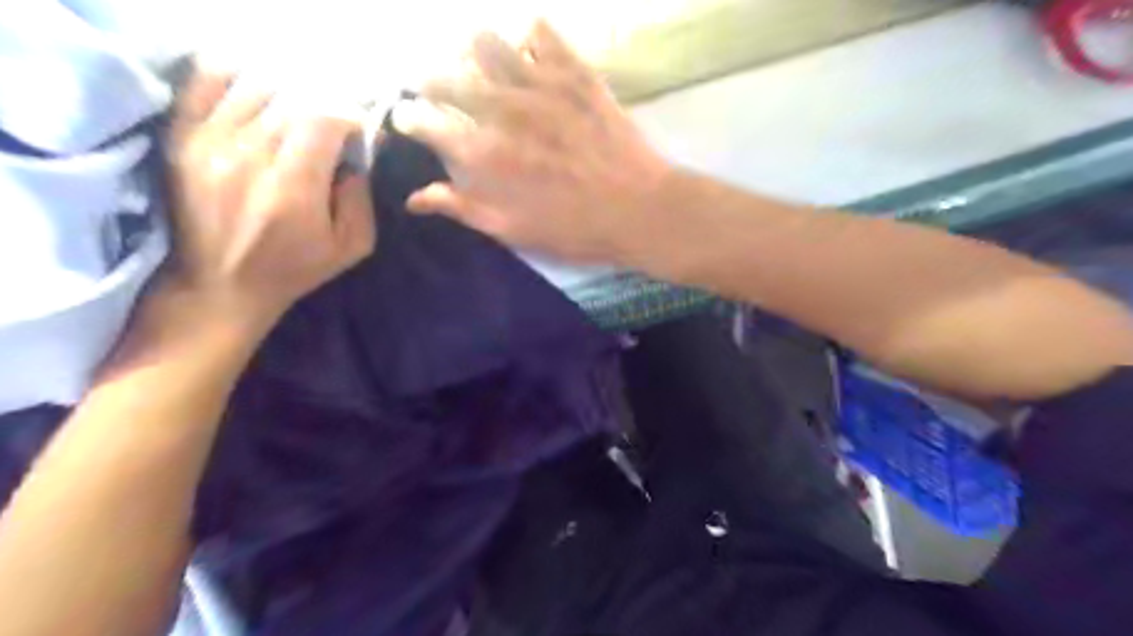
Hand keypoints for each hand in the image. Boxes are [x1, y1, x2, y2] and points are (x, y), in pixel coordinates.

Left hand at [163, 68, 373, 329]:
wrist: (219, 286)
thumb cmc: (294, 269)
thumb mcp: (352, 246)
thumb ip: (361, 197)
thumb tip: (357, 156)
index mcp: (293, 187)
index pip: (325, 118)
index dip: (351, 118)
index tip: (359, 135)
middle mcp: (247, 156)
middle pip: (293, 98)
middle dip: (325, 107)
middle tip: (335, 129)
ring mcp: (208, 141)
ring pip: (256, 85)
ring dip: (288, 96)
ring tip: (298, 119)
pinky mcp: (182, 137)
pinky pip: (206, 82)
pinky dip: (238, 79)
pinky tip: (257, 100)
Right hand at [393, 21, 664, 261]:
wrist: (640, 210)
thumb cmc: (576, 229)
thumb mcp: (515, 231)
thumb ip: (463, 208)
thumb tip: (415, 197)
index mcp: (485, 155)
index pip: (425, 123)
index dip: (410, 120)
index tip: (410, 120)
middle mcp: (503, 111)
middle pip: (446, 77)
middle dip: (431, 82)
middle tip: (440, 92)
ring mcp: (540, 85)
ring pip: (486, 43)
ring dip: (474, 55)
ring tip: (484, 71)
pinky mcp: (575, 73)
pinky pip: (541, 33)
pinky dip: (528, 38)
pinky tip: (530, 54)